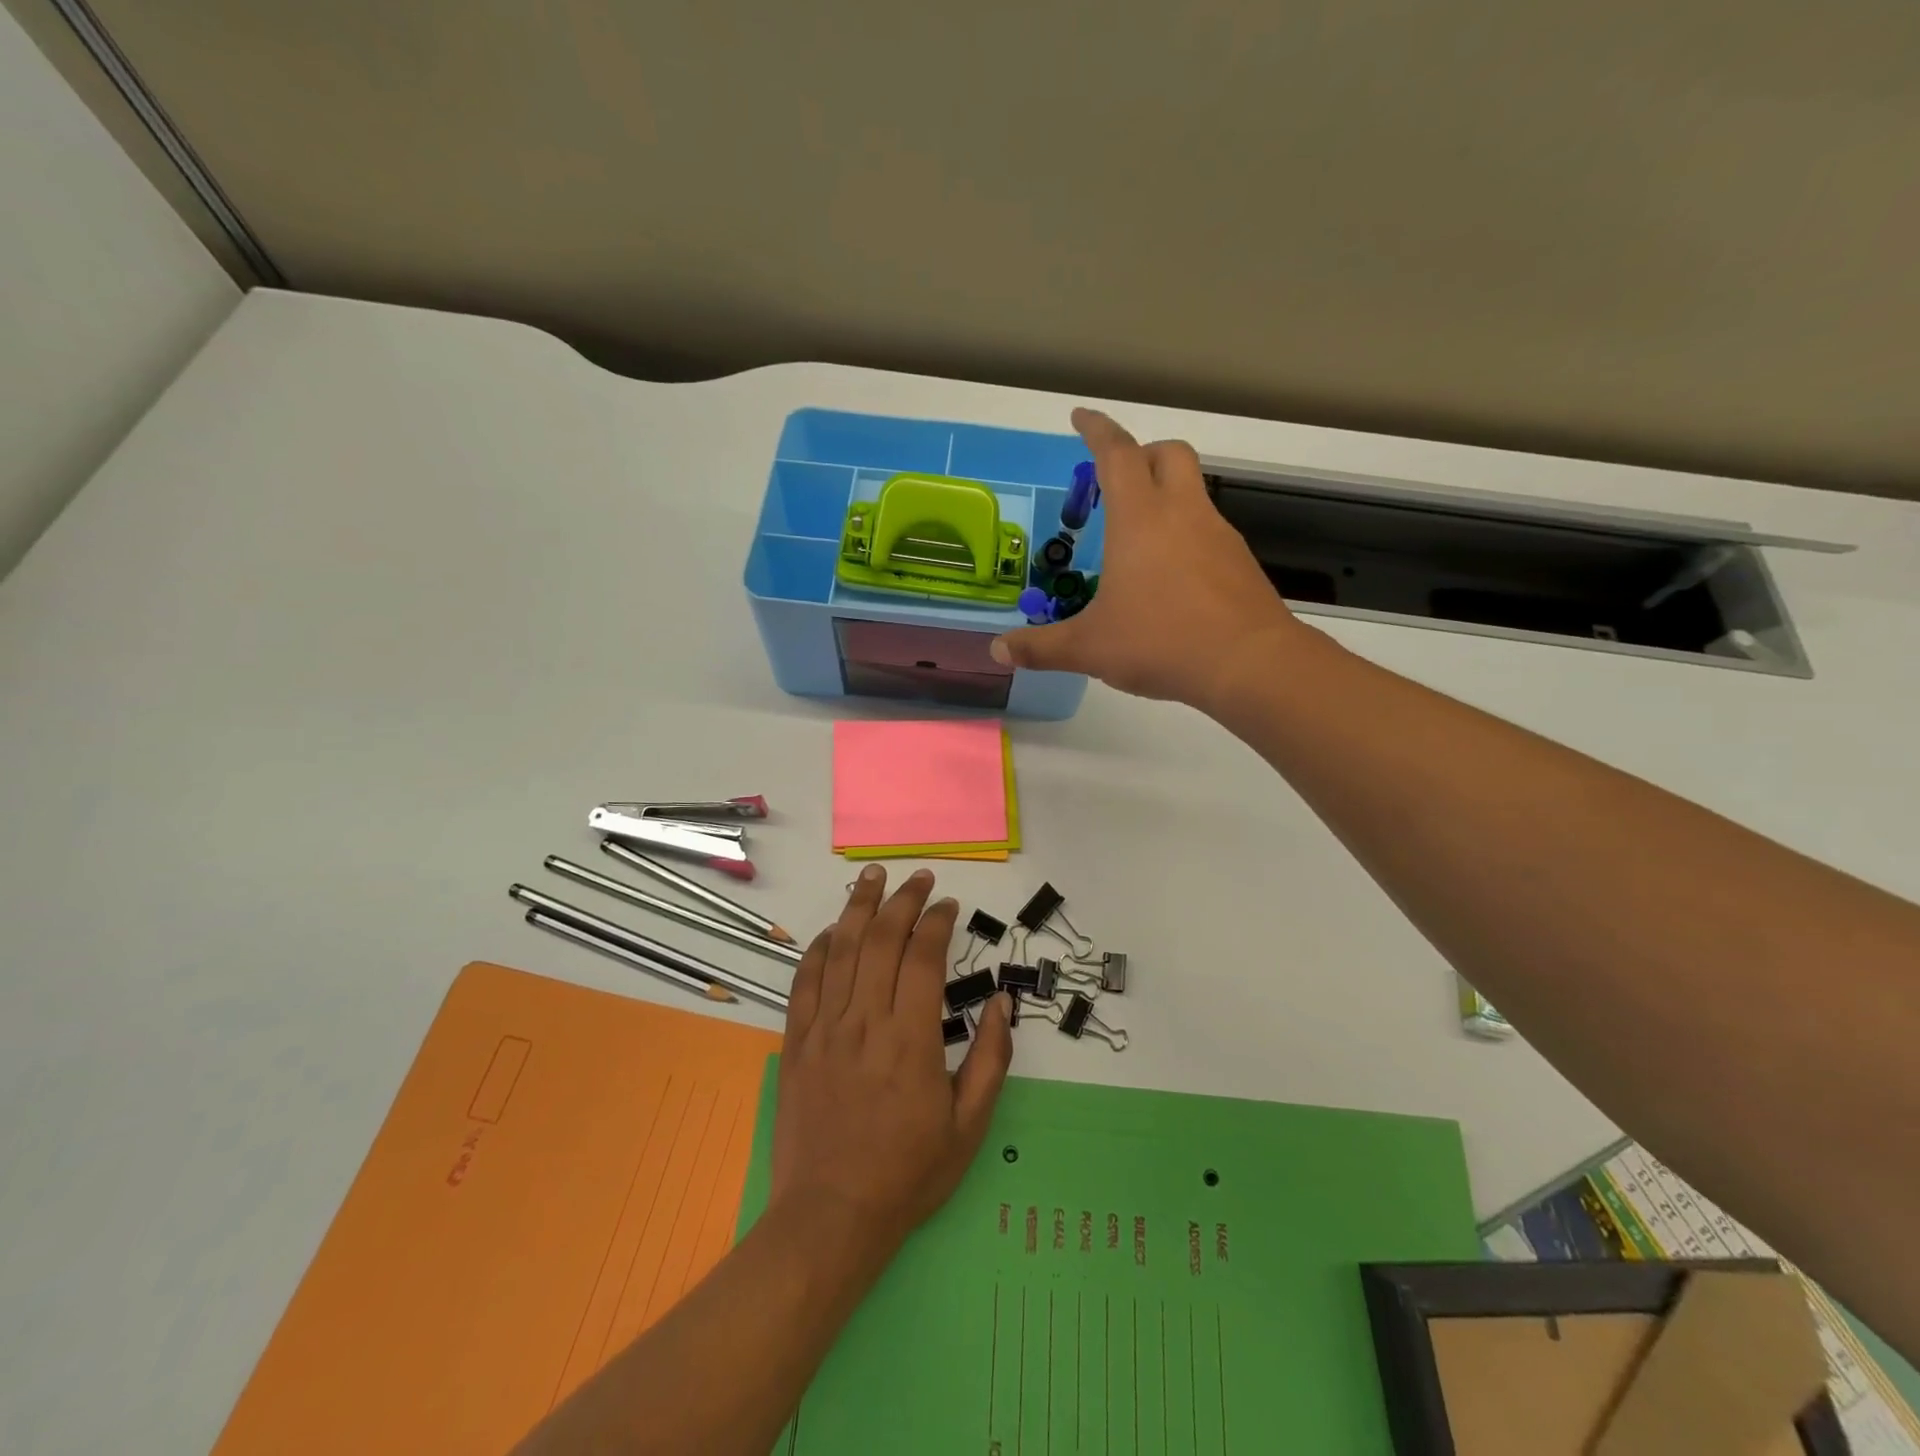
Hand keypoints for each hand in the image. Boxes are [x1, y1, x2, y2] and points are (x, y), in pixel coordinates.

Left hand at [771, 865, 1012, 1249]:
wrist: (831, 1217)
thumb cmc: (908, 1174)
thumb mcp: (969, 1125)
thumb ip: (990, 1058)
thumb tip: (1003, 1003)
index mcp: (911, 1039)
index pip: (923, 957)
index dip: (936, 921)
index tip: (948, 905)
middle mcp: (865, 1022)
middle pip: (883, 941)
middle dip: (903, 900)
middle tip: (918, 877)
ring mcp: (825, 1029)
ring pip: (842, 951)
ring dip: (859, 907)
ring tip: (873, 876)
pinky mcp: (796, 1043)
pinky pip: (805, 983)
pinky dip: (819, 950)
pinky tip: (833, 931)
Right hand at [991, 408, 1304, 713]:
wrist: (1249, 664)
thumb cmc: (1161, 642)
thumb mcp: (1090, 648)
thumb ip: (1041, 648)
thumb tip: (997, 651)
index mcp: (1140, 519)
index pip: (1116, 454)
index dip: (1096, 430)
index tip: (1080, 417)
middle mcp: (1182, 514)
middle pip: (1168, 454)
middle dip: (1141, 454)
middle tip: (1115, 482)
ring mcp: (1218, 535)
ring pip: (1193, 492)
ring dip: (1165, 496)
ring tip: (1137, 542)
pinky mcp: (1239, 562)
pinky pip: (1208, 530)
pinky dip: (1185, 535)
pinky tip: (1171, 579)